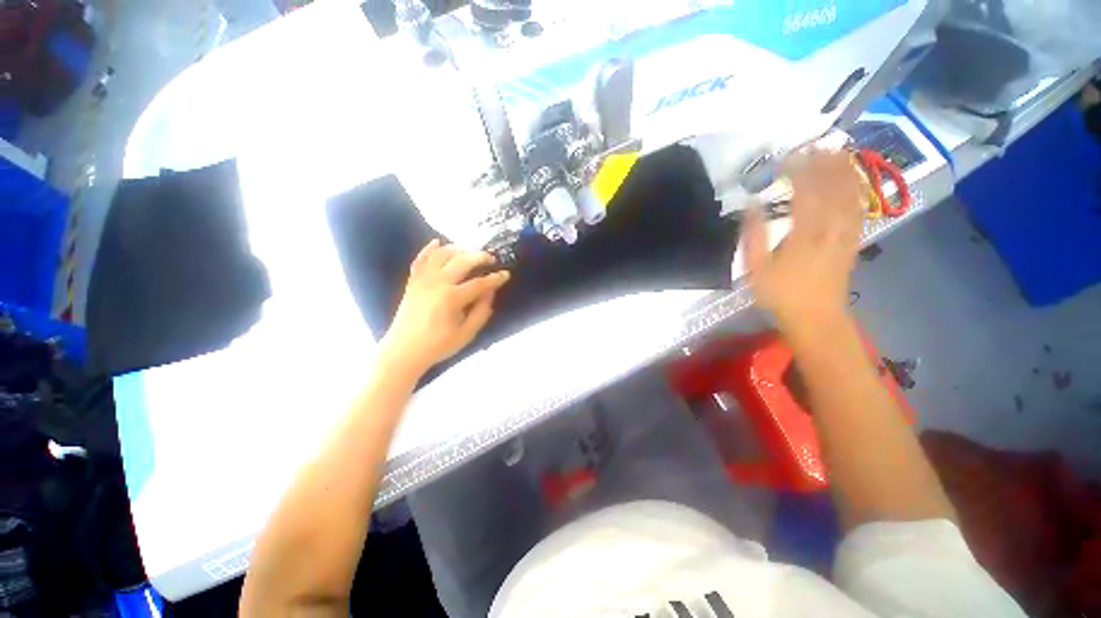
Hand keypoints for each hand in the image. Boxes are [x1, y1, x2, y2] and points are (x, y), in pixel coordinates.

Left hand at [380, 240, 510, 374]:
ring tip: (470, 252)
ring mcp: (423, 280)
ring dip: (458, 249)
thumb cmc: (438, 345)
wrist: (403, 351)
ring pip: (441, 254)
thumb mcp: (466, 333)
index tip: (506, 274)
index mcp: (452, 298)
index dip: (496, 278)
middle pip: (462, 261)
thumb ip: (481, 312)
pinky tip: (438, 242)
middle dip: (480, 257)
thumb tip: (490, 293)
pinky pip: (420, 259)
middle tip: (491, 259)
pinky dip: (429, 249)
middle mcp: (437, 283)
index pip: (480, 283)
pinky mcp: (412, 281)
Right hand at [743, 150, 866, 332]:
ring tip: (837, 152)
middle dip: (825, 163)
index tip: (787, 157)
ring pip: (850, 194)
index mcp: (804, 233)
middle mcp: (830, 227)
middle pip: (833, 187)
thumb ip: (754, 236)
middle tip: (816, 145)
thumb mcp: (757, 269)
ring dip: (845, 171)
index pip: (804, 191)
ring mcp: (845, 233)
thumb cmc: (781, 294)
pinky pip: (859, 209)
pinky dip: (857, 190)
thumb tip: (751, 206)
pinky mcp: (853, 241)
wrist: (816, 317)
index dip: (798, 170)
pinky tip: (853, 181)